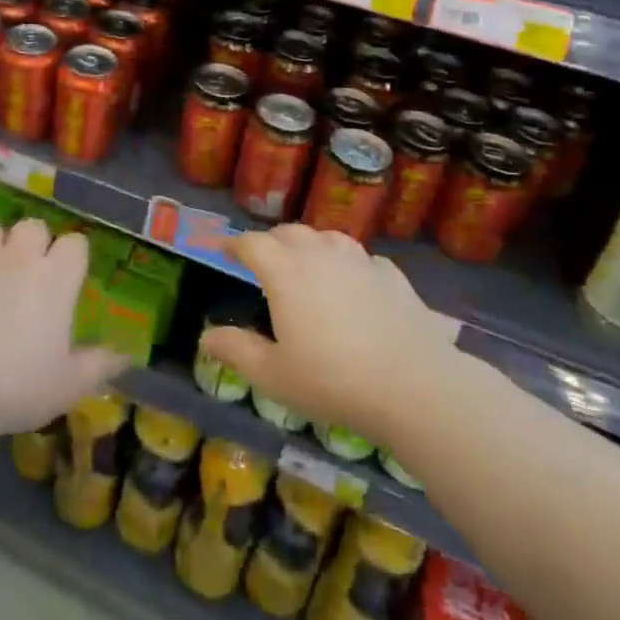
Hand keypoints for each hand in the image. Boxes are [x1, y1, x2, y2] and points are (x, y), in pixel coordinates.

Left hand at [0, 218, 127, 434]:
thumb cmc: (18, 384)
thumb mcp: (69, 385)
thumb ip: (99, 365)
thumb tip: (125, 356)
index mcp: (56, 277)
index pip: (76, 243)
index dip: (73, 256)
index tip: (69, 276)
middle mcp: (20, 257)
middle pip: (33, 226)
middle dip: (33, 242)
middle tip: (29, 272)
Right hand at [198, 225, 456, 445]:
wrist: (414, 386)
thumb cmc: (333, 380)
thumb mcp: (274, 375)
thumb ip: (236, 350)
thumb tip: (205, 337)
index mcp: (284, 271)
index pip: (251, 243)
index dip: (235, 244)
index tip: (225, 251)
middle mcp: (319, 254)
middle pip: (289, 233)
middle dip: (271, 241)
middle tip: (264, 261)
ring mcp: (359, 260)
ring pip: (326, 237)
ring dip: (310, 245)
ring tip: (307, 265)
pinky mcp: (391, 274)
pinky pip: (360, 258)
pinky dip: (347, 264)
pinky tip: (353, 283)